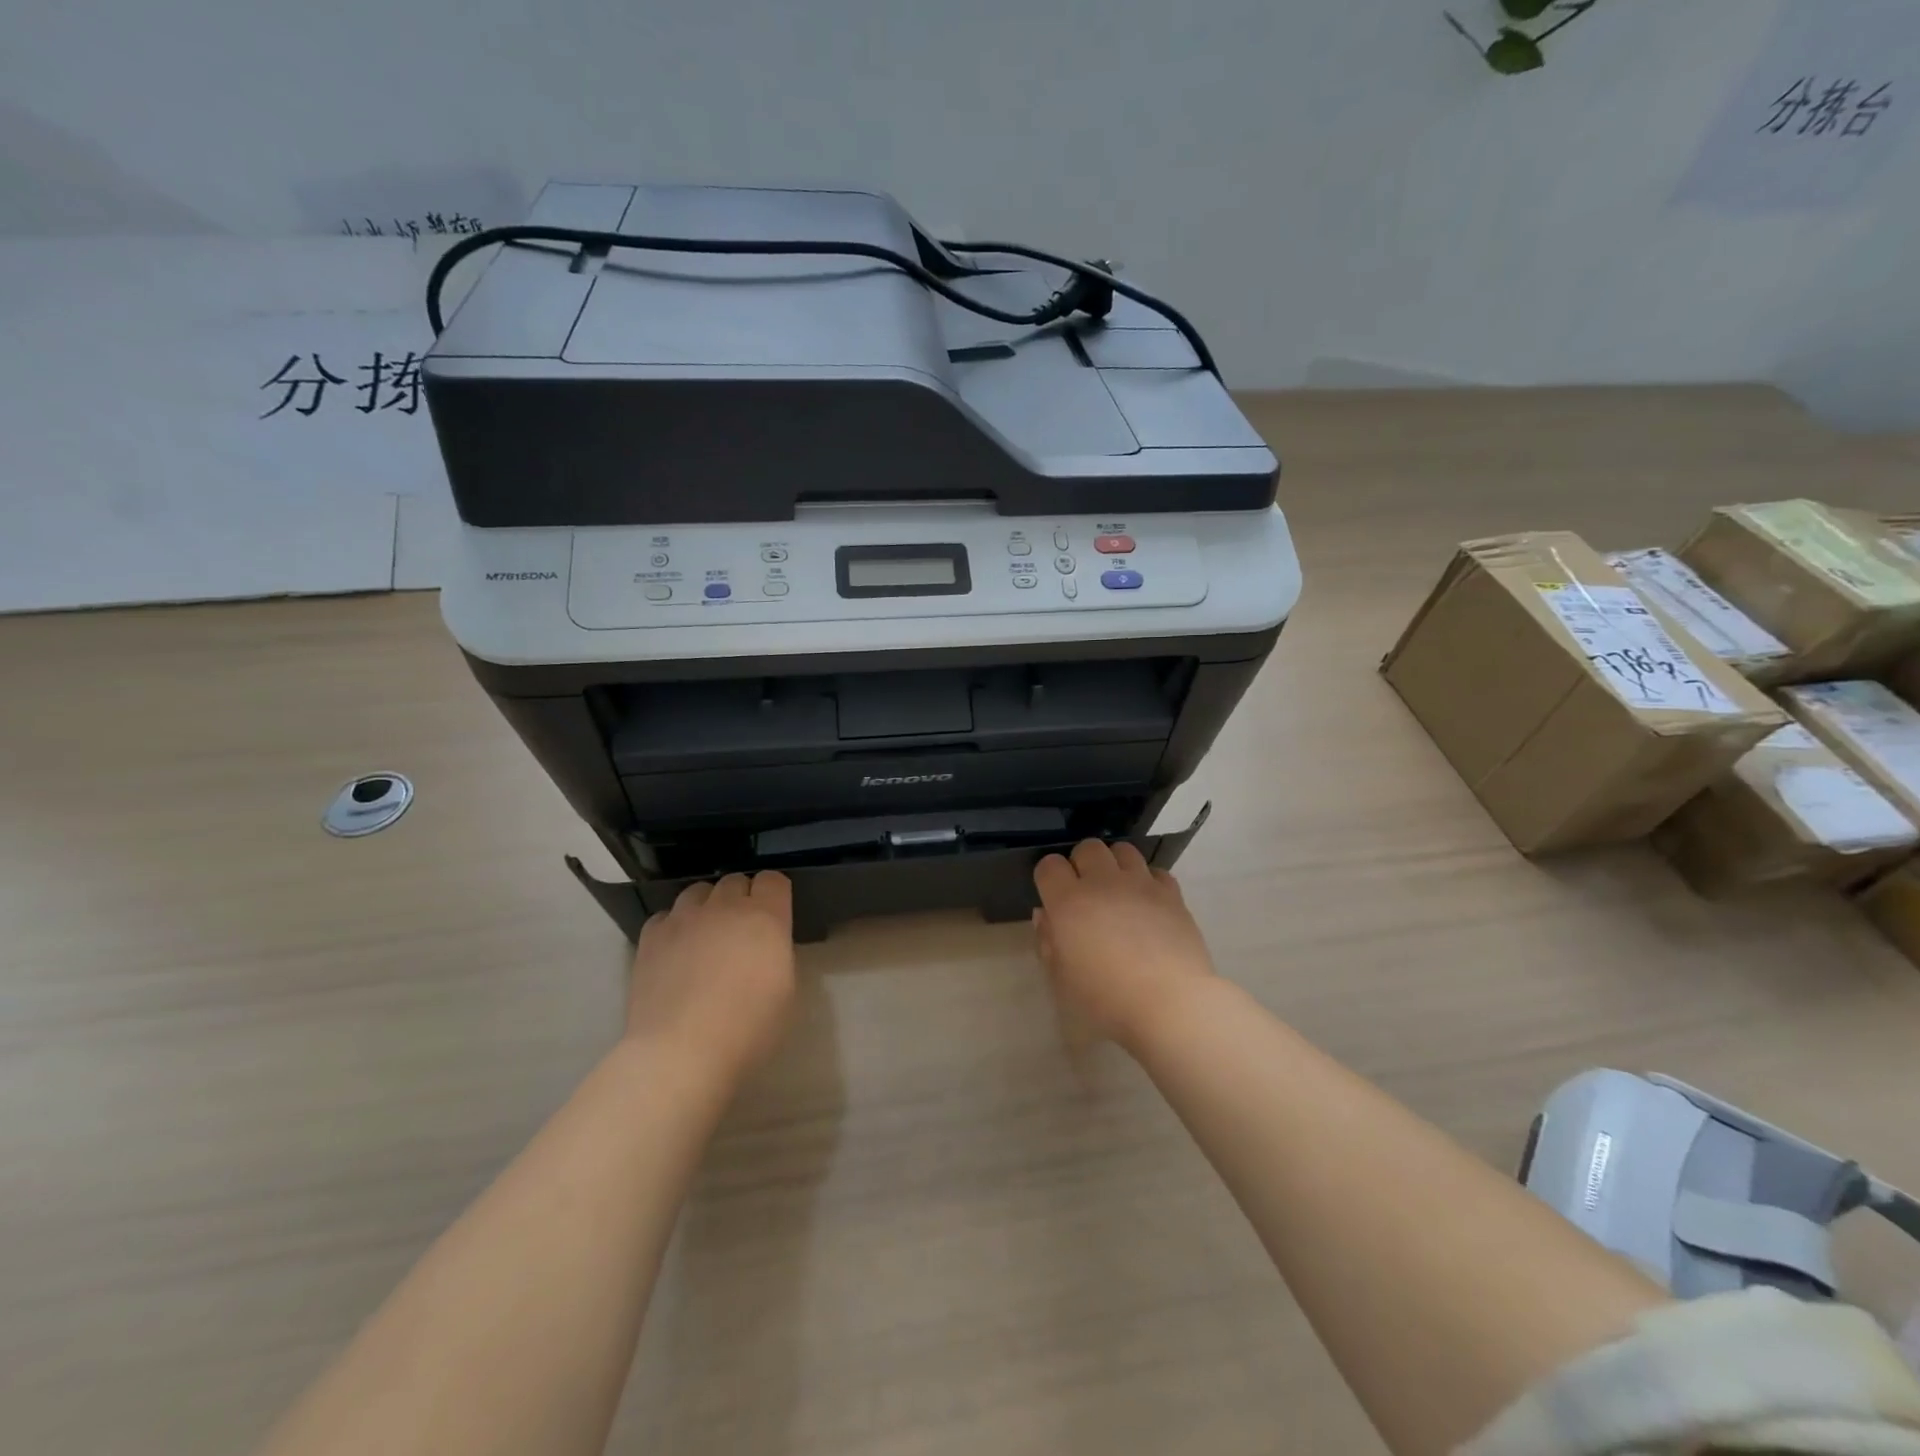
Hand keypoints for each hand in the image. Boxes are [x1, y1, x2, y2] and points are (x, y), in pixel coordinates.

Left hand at [627, 872, 796, 1088]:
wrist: (681, 1053)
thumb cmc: (748, 1029)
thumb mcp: (786, 991)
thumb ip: (777, 953)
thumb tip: (765, 946)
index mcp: (765, 917)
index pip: (773, 880)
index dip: (774, 894)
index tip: (775, 916)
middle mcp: (725, 907)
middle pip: (735, 881)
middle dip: (742, 898)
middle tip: (741, 931)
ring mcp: (683, 919)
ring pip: (698, 891)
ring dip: (707, 906)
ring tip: (706, 936)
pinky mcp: (651, 937)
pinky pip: (666, 915)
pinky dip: (674, 926)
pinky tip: (676, 951)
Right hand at [1032, 840, 1216, 1051]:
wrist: (1170, 1003)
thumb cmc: (1107, 999)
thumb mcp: (1062, 979)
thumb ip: (1048, 942)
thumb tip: (1044, 916)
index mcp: (1069, 902)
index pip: (1049, 866)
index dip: (1048, 877)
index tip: (1052, 896)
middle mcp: (1103, 882)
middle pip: (1087, 848)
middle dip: (1082, 863)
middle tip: (1085, 892)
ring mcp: (1140, 884)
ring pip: (1123, 850)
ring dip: (1115, 864)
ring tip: (1117, 890)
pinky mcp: (1171, 893)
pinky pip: (1156, 871)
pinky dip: (1148, 881)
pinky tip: (1148, 902)